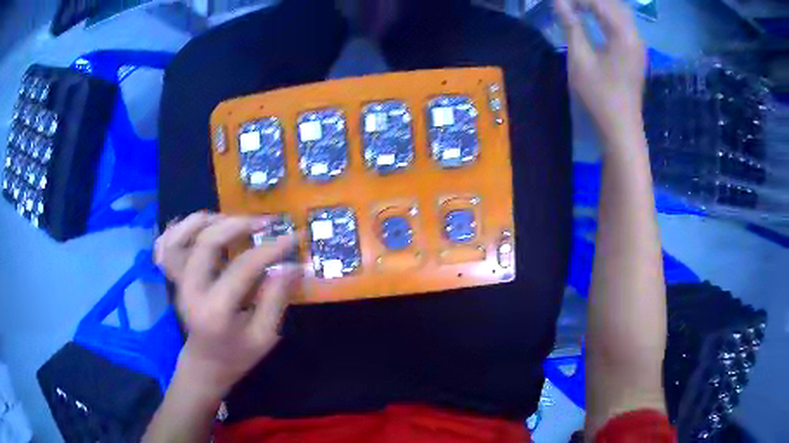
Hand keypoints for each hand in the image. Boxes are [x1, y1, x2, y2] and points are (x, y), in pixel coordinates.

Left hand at [156, 213, 301, 399]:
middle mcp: (190, 290)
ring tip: (230, 220)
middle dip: (237, 224)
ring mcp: (177, 282)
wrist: (205, 364)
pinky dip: (177, 228)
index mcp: (216, 310)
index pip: (243, 268)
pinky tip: (197, 226)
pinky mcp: (173, 278)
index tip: (293, 237)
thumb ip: (276, 299)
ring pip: (179, 237)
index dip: (270, 249)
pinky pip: (165, 245)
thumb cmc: (237, 355)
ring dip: (204, 220)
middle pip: (207, 242)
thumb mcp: (265, 336)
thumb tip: (292, 264)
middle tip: (263, 222)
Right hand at [554, 0, 645, 142]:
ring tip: (578, 6)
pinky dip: (607, 14)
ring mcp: (638, 44)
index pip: (599, 2)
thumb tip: (559, 2)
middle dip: (590, 0)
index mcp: (623, 34)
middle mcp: (635, 35)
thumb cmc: (599, 95)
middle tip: (569, 4)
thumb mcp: (580, 58)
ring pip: (619, 12)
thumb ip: (571, 25)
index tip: (559, 1)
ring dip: (599, 5)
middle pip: (613, 3)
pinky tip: (594, 16)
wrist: (621, 128)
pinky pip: (623, 23)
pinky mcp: (636, 52)